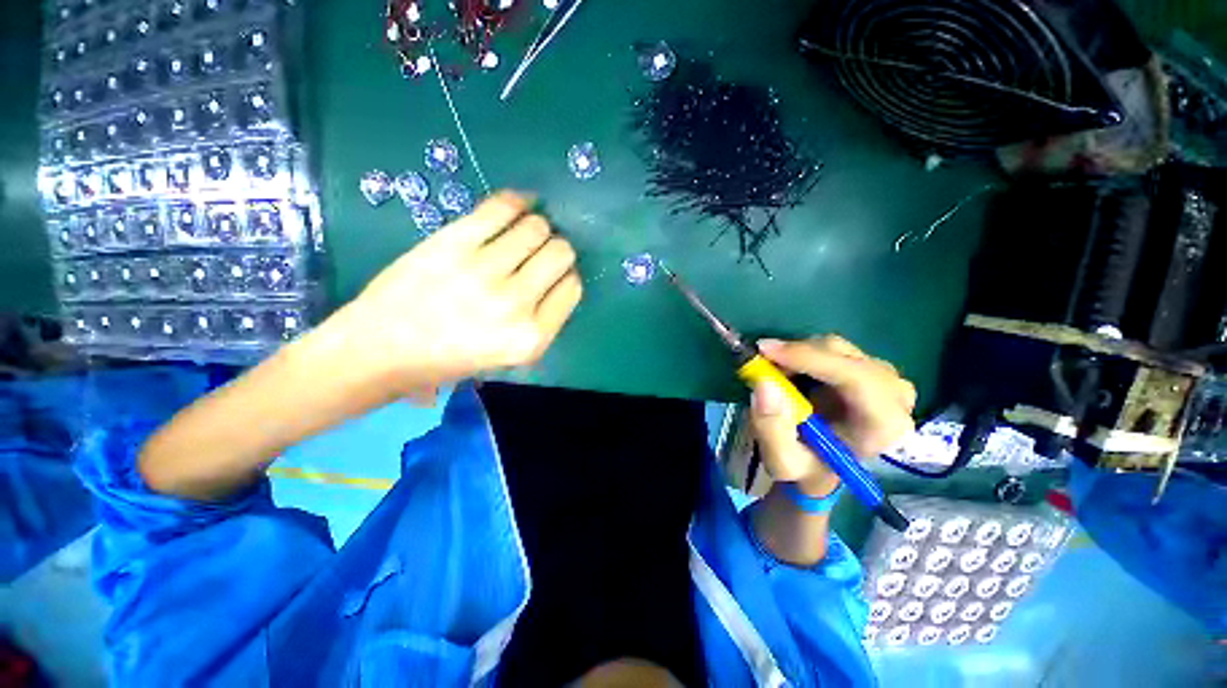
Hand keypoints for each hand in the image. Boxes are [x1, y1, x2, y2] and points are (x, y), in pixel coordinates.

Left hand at [315, 191, 582, 396]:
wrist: (383, 348)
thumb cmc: (451, 359)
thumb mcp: (511, 356)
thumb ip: (543, 321)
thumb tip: (561, 278)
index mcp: (532, 338)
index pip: (572, 288)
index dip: (567, 277)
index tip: (554, 276)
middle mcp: (515, 304)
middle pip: (561, 253)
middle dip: (558, 250)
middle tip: (542, 253)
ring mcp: (483, 271)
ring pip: (536, 227)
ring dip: (538, 227)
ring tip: (525, 234)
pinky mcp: (453, 243)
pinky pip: (501, 208)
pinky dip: (517, 201)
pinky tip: (519, 205)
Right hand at [748, 335, 915, 495]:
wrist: (823, 464)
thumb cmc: (807, 466)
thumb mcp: (782, 461)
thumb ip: (771, 429)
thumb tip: (764, 384)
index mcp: (884, 425)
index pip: (857, 378)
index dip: (810, 358)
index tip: (766, 352)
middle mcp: (895, 396)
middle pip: (844, 356)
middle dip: (796, 356)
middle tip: (761, 365)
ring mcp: (885, 377)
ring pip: (834, 347)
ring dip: (796, 356)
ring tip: (775, 377)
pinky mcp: (869, 367)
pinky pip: (831, 348)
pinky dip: (803, 354)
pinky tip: (791, 373)